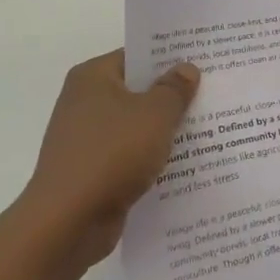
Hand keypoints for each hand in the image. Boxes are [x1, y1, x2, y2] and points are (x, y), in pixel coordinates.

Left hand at [22, 50, 201, 265]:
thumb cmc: (111, 155)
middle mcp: (84, 102)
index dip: (170, 57)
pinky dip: (152, 157)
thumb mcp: (155, 114)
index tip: (203, 59)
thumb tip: (186, 69)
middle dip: (172, 94)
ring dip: (164, 129)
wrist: (66, 224)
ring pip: (136, 125)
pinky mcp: (91, 171)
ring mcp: (86, 139)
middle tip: (213, 91)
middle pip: (138, 90)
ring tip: (209, 126)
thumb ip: (174, 89)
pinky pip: (130, 155)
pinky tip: (184, 162)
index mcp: (92, 77)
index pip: (137, 55)